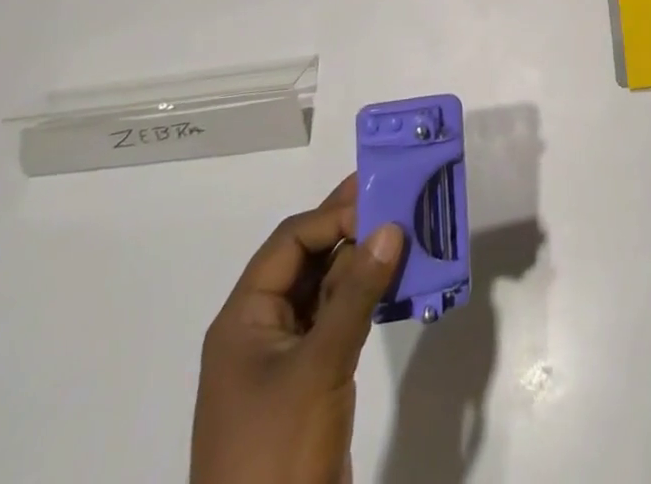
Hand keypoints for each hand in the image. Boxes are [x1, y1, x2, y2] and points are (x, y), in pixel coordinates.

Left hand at [192, 176, 404, 483]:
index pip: (290, 243)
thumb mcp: (320, 365)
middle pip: (306, 260)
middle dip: (350, 231)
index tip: (380, 198)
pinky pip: (336, 320)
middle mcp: (260, 329)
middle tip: (398, 200)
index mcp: (244, 319)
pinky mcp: (308, 381)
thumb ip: (357, 292)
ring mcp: (284, 357)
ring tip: (406, 233)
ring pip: (325, 289)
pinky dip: (364, 298)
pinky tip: (396, 283)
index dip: (333, 216)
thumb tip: (390, 226)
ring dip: (361, 263)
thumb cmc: (278, 451)